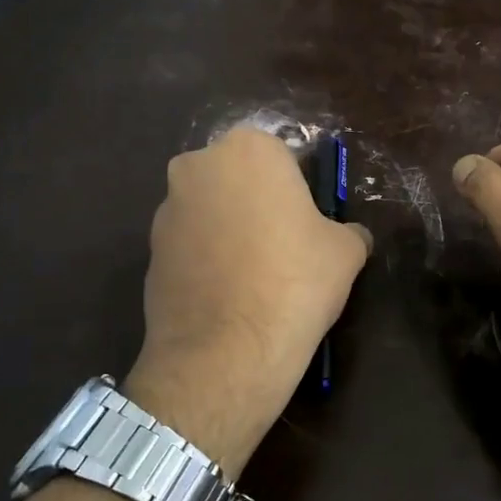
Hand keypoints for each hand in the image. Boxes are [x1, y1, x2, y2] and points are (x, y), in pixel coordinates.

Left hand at [125, 128, 371, 473]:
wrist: (227, 350)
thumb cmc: (296, 282)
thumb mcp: (347, 252)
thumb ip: (349, 231)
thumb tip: (351, 236)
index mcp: (248, 149)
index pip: (281, 157)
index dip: (299, 191)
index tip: (309, 223)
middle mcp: (197, 166)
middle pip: (238, 179)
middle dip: (257, 204)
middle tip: (284, 246)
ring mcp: (166, 210)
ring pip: (210, 211)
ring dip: (229, 231)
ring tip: (255, 278)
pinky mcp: (148, 252)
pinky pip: (190, 246)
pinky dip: (207, 261)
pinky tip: (228, 296)